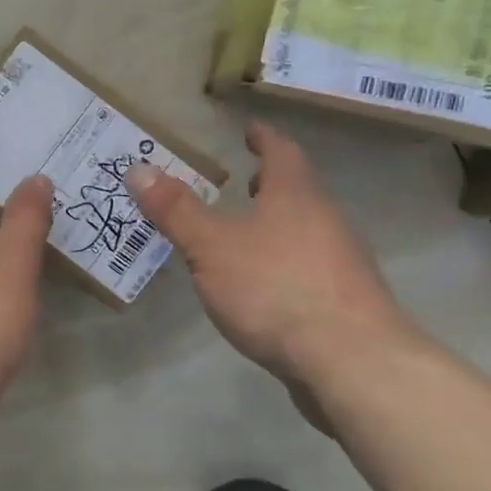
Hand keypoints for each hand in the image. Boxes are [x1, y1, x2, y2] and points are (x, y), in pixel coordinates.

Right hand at [125, 120, 415, 384]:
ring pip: (307, 229)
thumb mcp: (210, 245)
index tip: (251, 129)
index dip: (264, 138)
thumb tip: (137, 168)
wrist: (353, 362)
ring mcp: (342, 263)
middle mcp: (326, 220)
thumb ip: (176, 209)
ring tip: (245, 230)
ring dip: (278, 222)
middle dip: (271, 182)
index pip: (282, 152)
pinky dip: (284, 261)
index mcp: (296, 195)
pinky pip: (309, 266)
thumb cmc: (276, 287)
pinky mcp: (346, 302)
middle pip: (300, 190)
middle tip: (243, 179)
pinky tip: (264, 284)